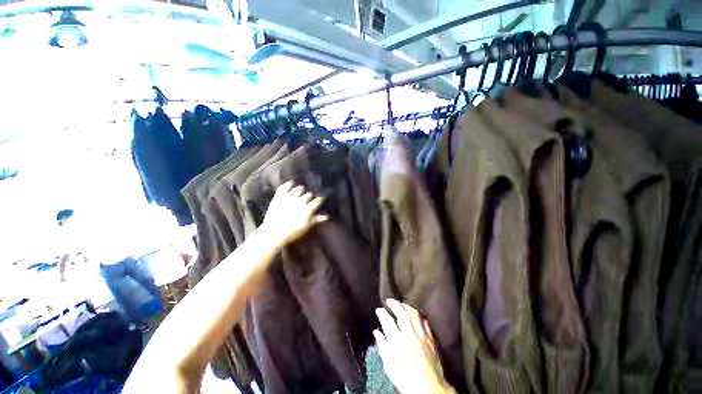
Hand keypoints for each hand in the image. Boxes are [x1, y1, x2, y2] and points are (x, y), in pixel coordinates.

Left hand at [261, 181, 328, 246]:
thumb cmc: (292, 232)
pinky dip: (289, 184)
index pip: (318, 200)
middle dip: (310, 197)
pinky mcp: (279, 196)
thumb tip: (328, 216)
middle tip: (309, 199)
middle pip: (309, 194)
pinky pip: (285, 186)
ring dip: (301, 190)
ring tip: (301, 192)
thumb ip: (317, 219)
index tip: (319, 201)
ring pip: (299, 188)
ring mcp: (289, 198)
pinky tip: (292, 184)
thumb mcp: (307, 226)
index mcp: (308, 209)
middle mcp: (300, 201)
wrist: (273, 233)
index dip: (319, 200)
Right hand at [374, 299, 454, 393]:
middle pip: (402, 314)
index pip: (388, 322)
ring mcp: (422, 337)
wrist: (429, 390)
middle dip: (394, 304)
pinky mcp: (431, 339)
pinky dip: (418, 316)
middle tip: (389, 301)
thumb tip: (376, 332)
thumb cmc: (405, 379)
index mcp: (398, 344)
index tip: (379, 309)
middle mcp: (410, 336)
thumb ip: (382, 346)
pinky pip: (425, 322)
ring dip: (406, 306)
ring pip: (414, 315)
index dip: (382, 313)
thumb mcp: (389, 366)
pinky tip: (414, 315)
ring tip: (401, 304)